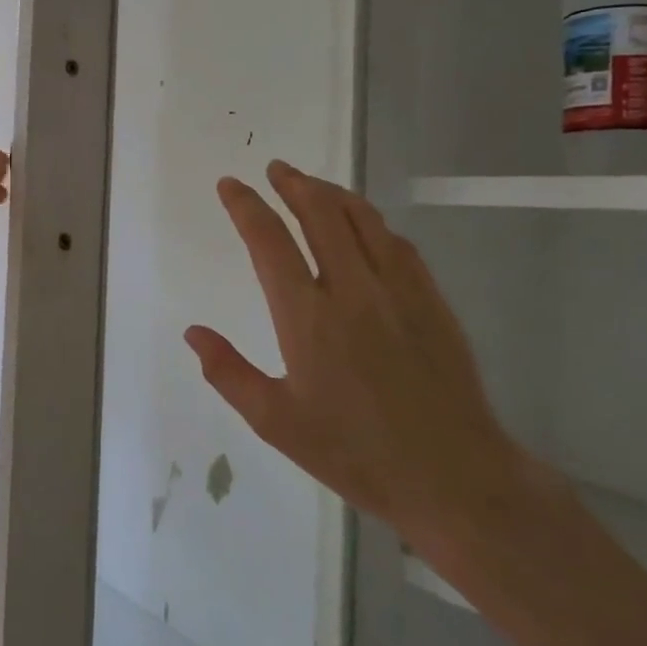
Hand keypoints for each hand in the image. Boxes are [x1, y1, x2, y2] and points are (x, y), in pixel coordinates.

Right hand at [183, 159, 523, 547]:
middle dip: (293, 184)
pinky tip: (365, 226)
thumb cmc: (354, 453)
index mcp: (307, 317)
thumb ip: (229, 373)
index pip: (269, 241)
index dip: (246, 206)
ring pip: (362, 220)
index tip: (230, 185)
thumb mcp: (276, 422)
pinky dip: (372, 222)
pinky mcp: (431, 301)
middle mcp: (351, 290)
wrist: (453, 476)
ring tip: (311, 184)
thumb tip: (192, 333)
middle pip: (320, 214)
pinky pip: (397, 244)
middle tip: (275, 169)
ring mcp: (398, 291)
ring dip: (332, 193)